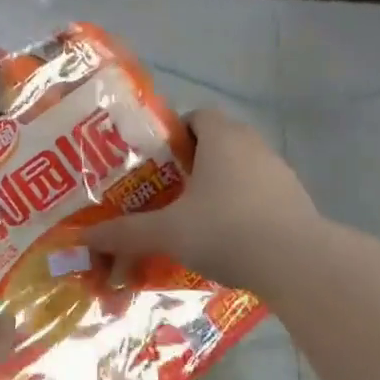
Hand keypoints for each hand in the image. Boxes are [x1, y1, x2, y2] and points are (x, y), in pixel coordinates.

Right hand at [86, 107, 319, 292]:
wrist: (297, 263)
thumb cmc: (225, 230)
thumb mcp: (167, 233)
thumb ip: (125, 233)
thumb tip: (82, 236)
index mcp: (222, 137)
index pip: (196, 116)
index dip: (173, 134)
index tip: (156, 163)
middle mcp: (253, 145)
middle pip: (218, 142)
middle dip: (192, 164)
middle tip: (167, 193)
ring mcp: (280, 172)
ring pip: (241, 169)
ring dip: (220, 186)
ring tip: (195, 219)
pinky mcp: (295, 200)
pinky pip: (260, 194)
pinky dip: (243, 208)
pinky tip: (229, 239)